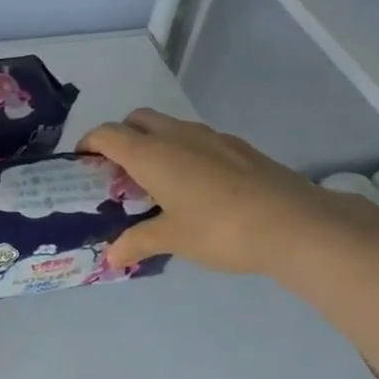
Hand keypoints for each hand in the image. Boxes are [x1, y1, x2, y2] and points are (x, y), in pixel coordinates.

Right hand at [79, 108, 341, 272]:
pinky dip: (182, 153)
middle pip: (137, 120)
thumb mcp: (172, 239)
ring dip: (153, 144)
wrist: (297, 224)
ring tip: (154, 182)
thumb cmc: (220, 229)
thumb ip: (137, 242)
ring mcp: (212, 137)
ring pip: (169, 127)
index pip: (107, 134)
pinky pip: (197, 140)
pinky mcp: (239, 148)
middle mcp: (178, 136)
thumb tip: (111, 257)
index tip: (81, 165)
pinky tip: (194, 188)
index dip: (88, 144)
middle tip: (117, 172)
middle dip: (120, 138)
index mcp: (152, 154)